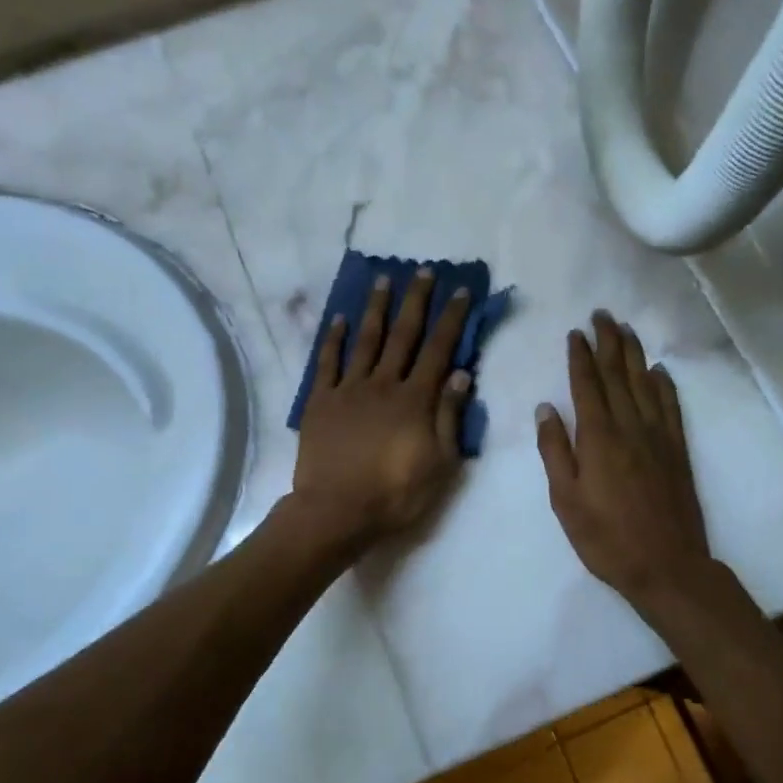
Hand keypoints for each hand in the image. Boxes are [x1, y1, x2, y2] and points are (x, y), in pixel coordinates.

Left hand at [288, 269, 472, 550]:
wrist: (336, 511)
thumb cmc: (395, 493)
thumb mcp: (441, 463)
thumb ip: (449, 416)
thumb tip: (460, 372)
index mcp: (415, 399)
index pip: (439, 349)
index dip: (451, 318)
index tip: (461, 290)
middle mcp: (383, 383)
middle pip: (403, 334)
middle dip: (416, 300)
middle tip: (423, 270)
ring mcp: (349, 389)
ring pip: (366, 340)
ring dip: (376, 308)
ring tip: (383, 280)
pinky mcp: (321, 401)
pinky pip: (327, 362)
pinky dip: (333, 339)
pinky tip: (339, 319)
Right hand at [537, 311, 716, 611]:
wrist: (667, 566)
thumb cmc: (605, 537)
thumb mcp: (565, 499)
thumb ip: (554, 450)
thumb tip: (546, 408)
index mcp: (598, 437)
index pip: (587, 385)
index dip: (580, 356)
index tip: (575, 332)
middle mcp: (629, 427)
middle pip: (618, 375)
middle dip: (608, 342)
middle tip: (602, 314)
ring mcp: (658, 437)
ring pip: (645, 384)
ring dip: (634, 354)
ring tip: (626, 329)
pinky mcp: (677, 451)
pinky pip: (670, 407)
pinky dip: (664, 385)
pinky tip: (659, 371)